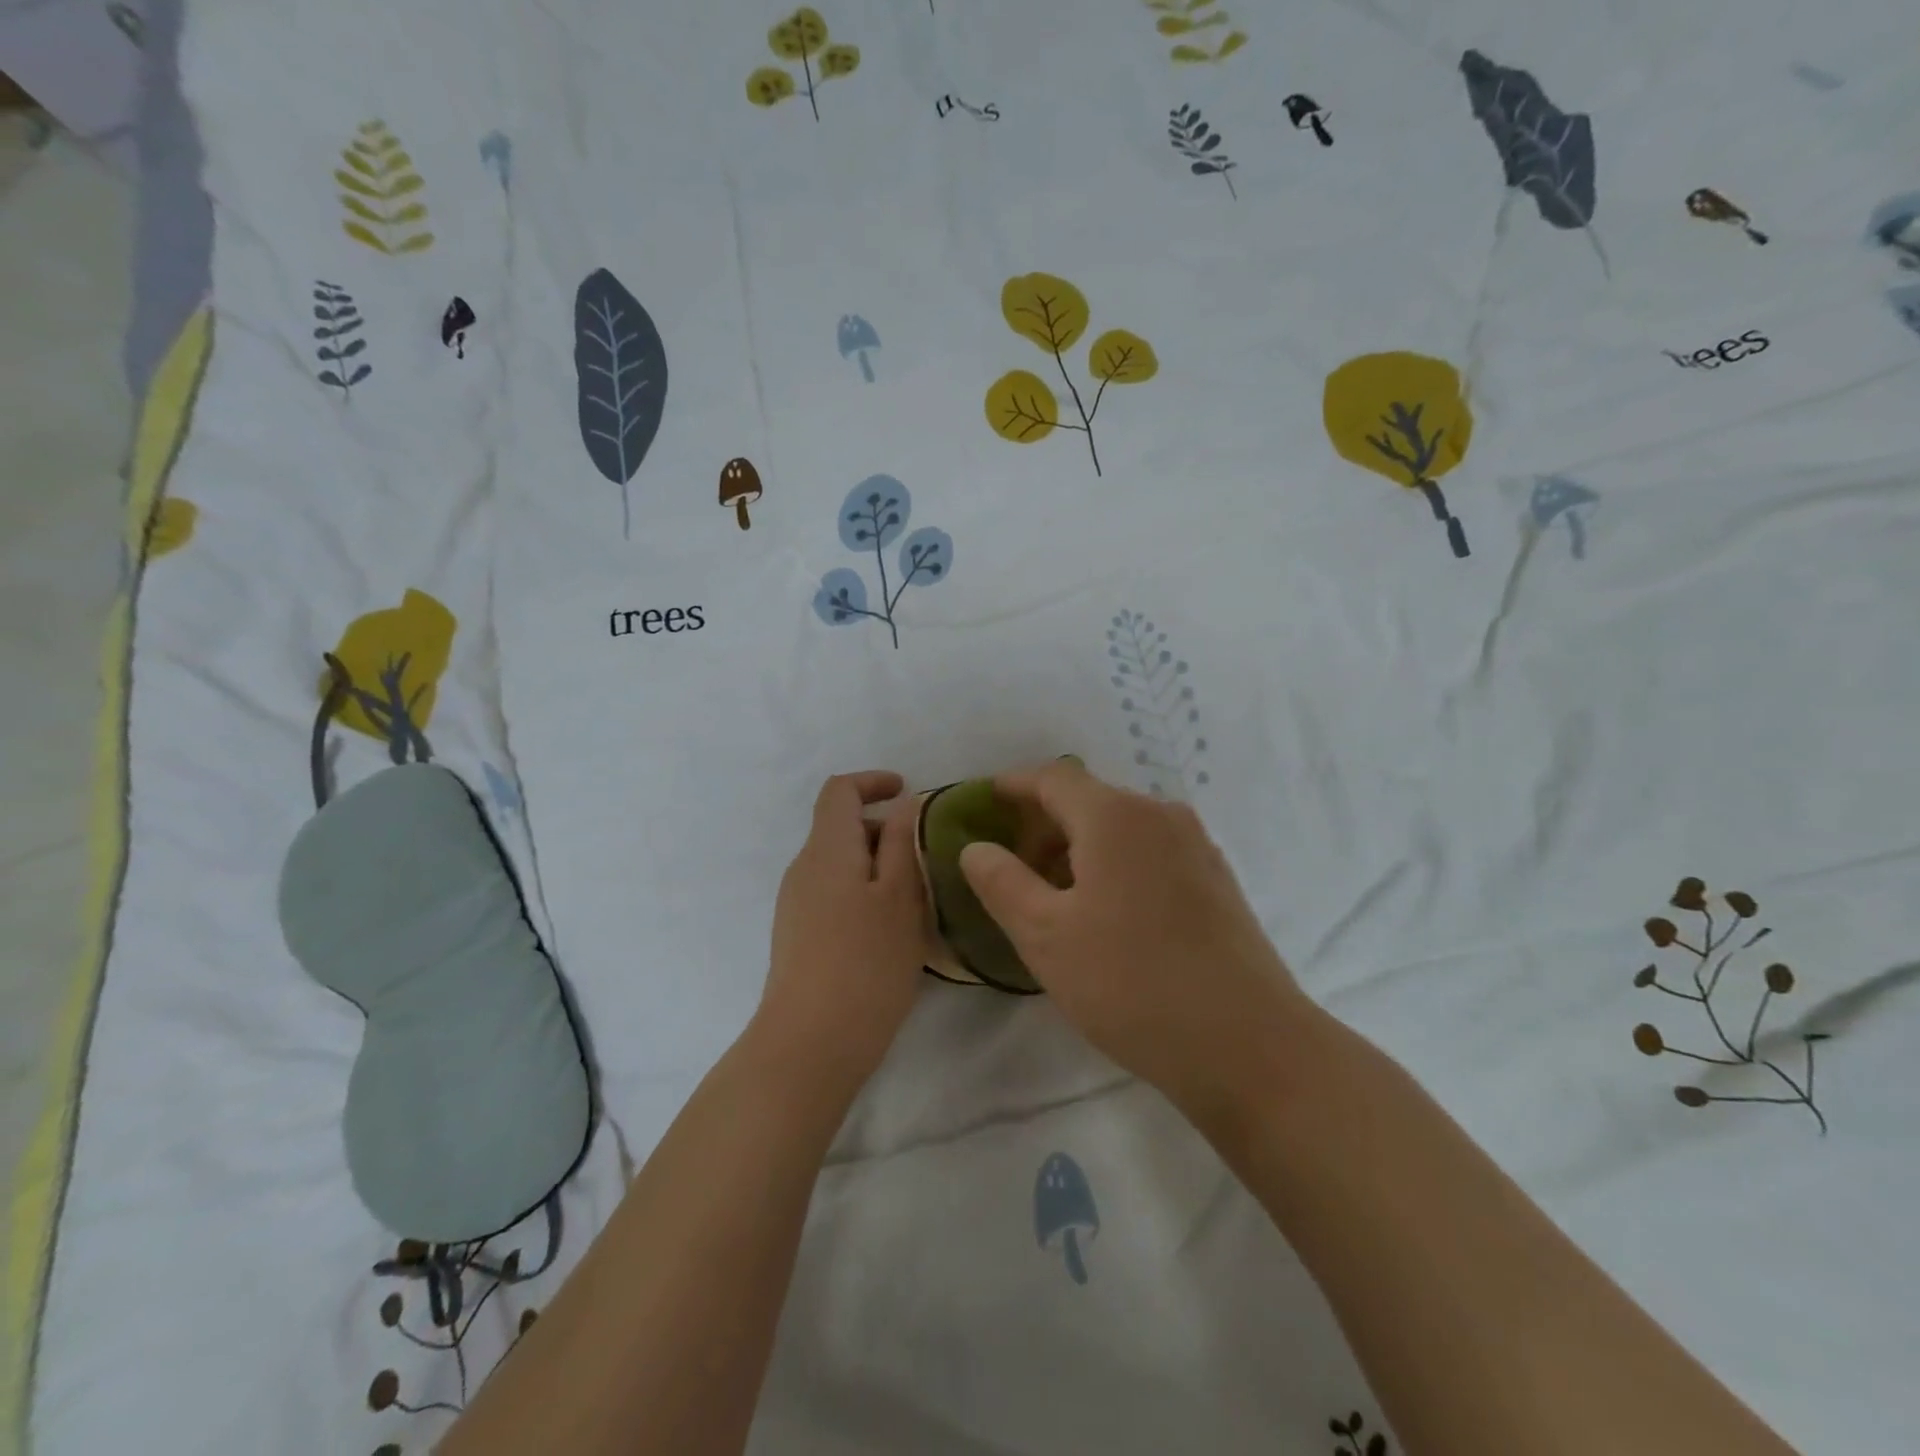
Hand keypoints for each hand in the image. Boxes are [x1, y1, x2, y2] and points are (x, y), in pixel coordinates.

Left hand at [756, 771, 928, 1098]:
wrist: (810, 1045)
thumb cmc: (865, 963)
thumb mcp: (900, 896)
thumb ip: (903, 842)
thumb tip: (905, 802)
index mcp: (826, 849)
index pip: (840, 790)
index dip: (873, 782)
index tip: (909, 793)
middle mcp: (803, 868)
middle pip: (842, 827)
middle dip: (885, 831)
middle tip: (928, 859)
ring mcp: (796, 904)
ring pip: (842, 864)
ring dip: (879, 866)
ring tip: (917, 899)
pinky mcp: (799, 936)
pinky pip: (835, 894)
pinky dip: (865, 893)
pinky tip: (891, 931)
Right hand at [959, 760, 1309, 1121]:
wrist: (1250, 1045)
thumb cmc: (1132, 984)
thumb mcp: (1046, 937)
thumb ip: (1002, 883)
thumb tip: (977, 847)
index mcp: (1115, 816)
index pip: (1052, 777)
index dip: (1013, 785)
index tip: (984, 802)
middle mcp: (1160, 815)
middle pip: (1088, 800)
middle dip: (1043, 824)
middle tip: (1011, 867)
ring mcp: (1196, 846)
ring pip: (1121, 828)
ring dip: (1078, 847)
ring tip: (1053, 896)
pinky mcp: (1216, 880)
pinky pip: (1150, 852)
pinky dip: (1115, 864)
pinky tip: (1106, 913)